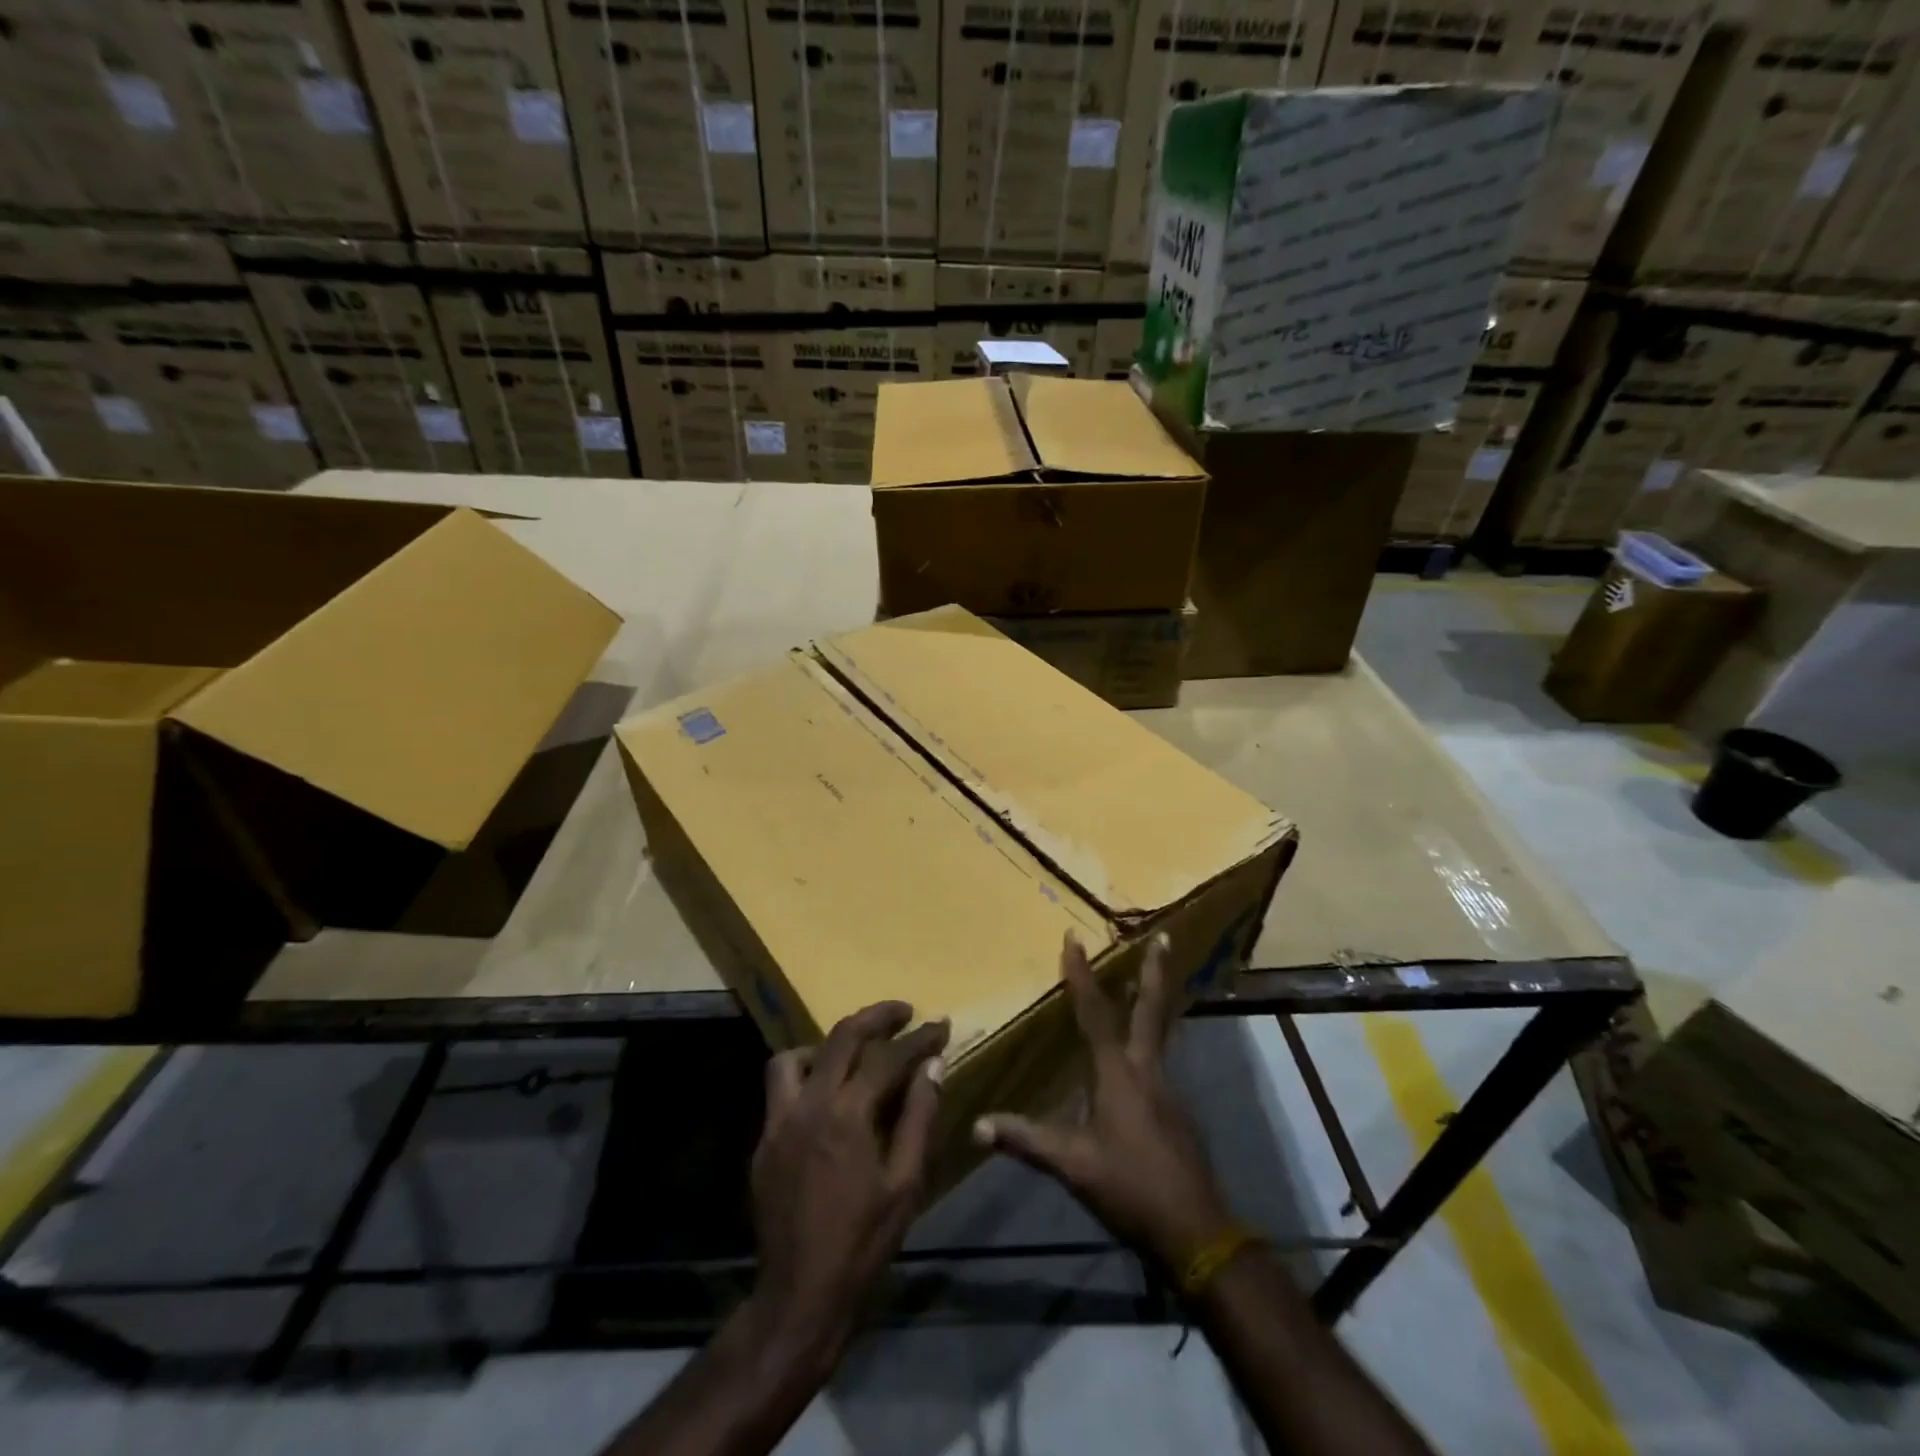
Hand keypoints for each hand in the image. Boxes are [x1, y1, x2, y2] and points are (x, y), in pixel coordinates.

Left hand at [749, 1001, 948, 1359]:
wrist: (801, 1295)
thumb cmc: (864, 1241)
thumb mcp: (907, 1182)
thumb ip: (920, 1116)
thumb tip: (932, 1066)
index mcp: (848, 1114)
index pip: (888, 1057)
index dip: (919, 1038)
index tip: (941, 1026)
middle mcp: (809, 1104)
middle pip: (841, 1037)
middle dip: (877, 1016)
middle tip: (904, 1012)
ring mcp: (779, 1121)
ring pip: (796, 1056)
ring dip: (827, 1046)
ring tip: (853, 1056)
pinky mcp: (763, 1142)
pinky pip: (780, 1089)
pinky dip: (806, 1077)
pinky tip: (826, 1098)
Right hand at [975, 933, 1233, 1272]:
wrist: (1195, 1231)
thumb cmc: (1130, 1187)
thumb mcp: (1072, 1165)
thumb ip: (1027, 1140)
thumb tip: (977, 1125)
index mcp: (1118, 1074)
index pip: (1095, 1014)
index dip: (1081, 976)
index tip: (1074, 939)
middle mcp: (1147, 1070)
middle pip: (1151, 1010)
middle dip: (1155, 972)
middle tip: (1165, 937)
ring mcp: (1167, 1090)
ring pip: (1160, 1033)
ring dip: (1154, 1001)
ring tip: (1148, 980)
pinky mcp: (1177, 1111)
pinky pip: (1160, 1060)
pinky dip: (1151, 1039)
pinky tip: (1139, 1054)